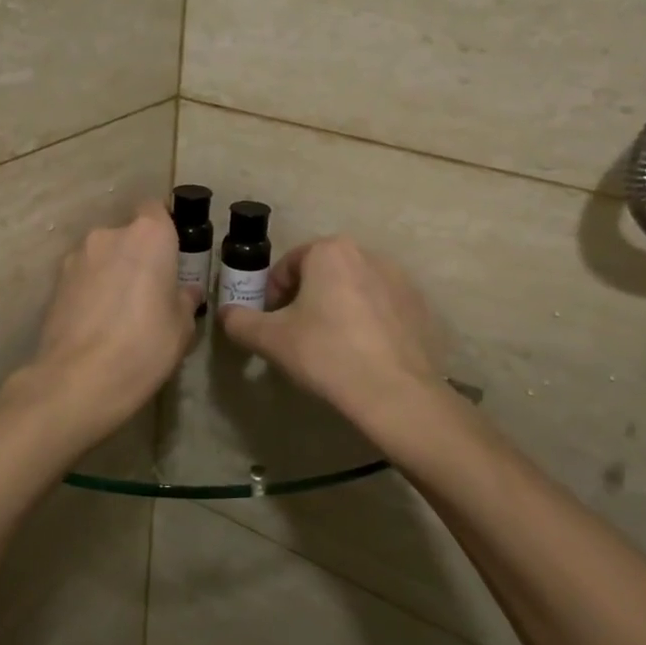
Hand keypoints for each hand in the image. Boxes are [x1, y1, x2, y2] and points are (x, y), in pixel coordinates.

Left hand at [11, 200, 198, 450]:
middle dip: (138, 256)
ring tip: (120, 312)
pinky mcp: (54, 282)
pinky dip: (91, 291)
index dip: (165, 230)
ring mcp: (76, 257)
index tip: (173, 256)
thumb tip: (185, 291)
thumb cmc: (144, 345)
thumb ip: (184, 299)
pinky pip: (82, 277)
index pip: (157, 210)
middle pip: (128, 235)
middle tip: (149, 291)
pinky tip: (97, 323)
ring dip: (112, 273)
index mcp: (149, 235)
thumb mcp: (182, 327)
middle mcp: (109, 235)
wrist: (79, 379)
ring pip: (103, 256)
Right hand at [220, 235, 445, 424]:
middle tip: (296, 334)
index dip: (273, 294)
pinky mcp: (419, 306)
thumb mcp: (270, 339)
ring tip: (330, 346)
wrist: (396, 393)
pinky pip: (381, 307)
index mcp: (330, 251)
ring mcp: (399, 279)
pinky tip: (361, 354)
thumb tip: (226, 314)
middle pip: (322, 273)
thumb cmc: (326, 354)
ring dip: (336, 309)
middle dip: (305, 299)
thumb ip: (240, 321)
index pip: (288, 265)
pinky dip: (366, 322)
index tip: (271, 322)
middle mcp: (367, 254)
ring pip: (352, 289)